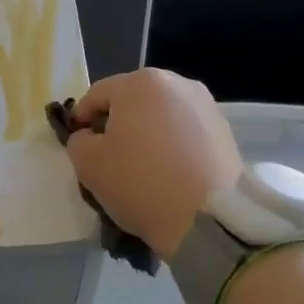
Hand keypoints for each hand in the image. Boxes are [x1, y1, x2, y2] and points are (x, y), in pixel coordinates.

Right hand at [63, 68, 243, 257]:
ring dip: (147, 132)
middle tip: (110, 154)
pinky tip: (169, 171)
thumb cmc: (140, 182)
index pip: (97, 95)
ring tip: (143, 165)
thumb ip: (79, 141)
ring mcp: (206, 105)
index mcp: (140, 83)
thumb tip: (90, 136)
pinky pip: (185, 131)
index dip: (81, 119)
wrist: (208, 220)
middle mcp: (176, 83)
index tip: (78, 143)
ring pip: (161, 114)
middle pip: (132, 100)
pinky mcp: (225, 130)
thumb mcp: (88, 163)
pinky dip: (172, 144)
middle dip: (117, 122)